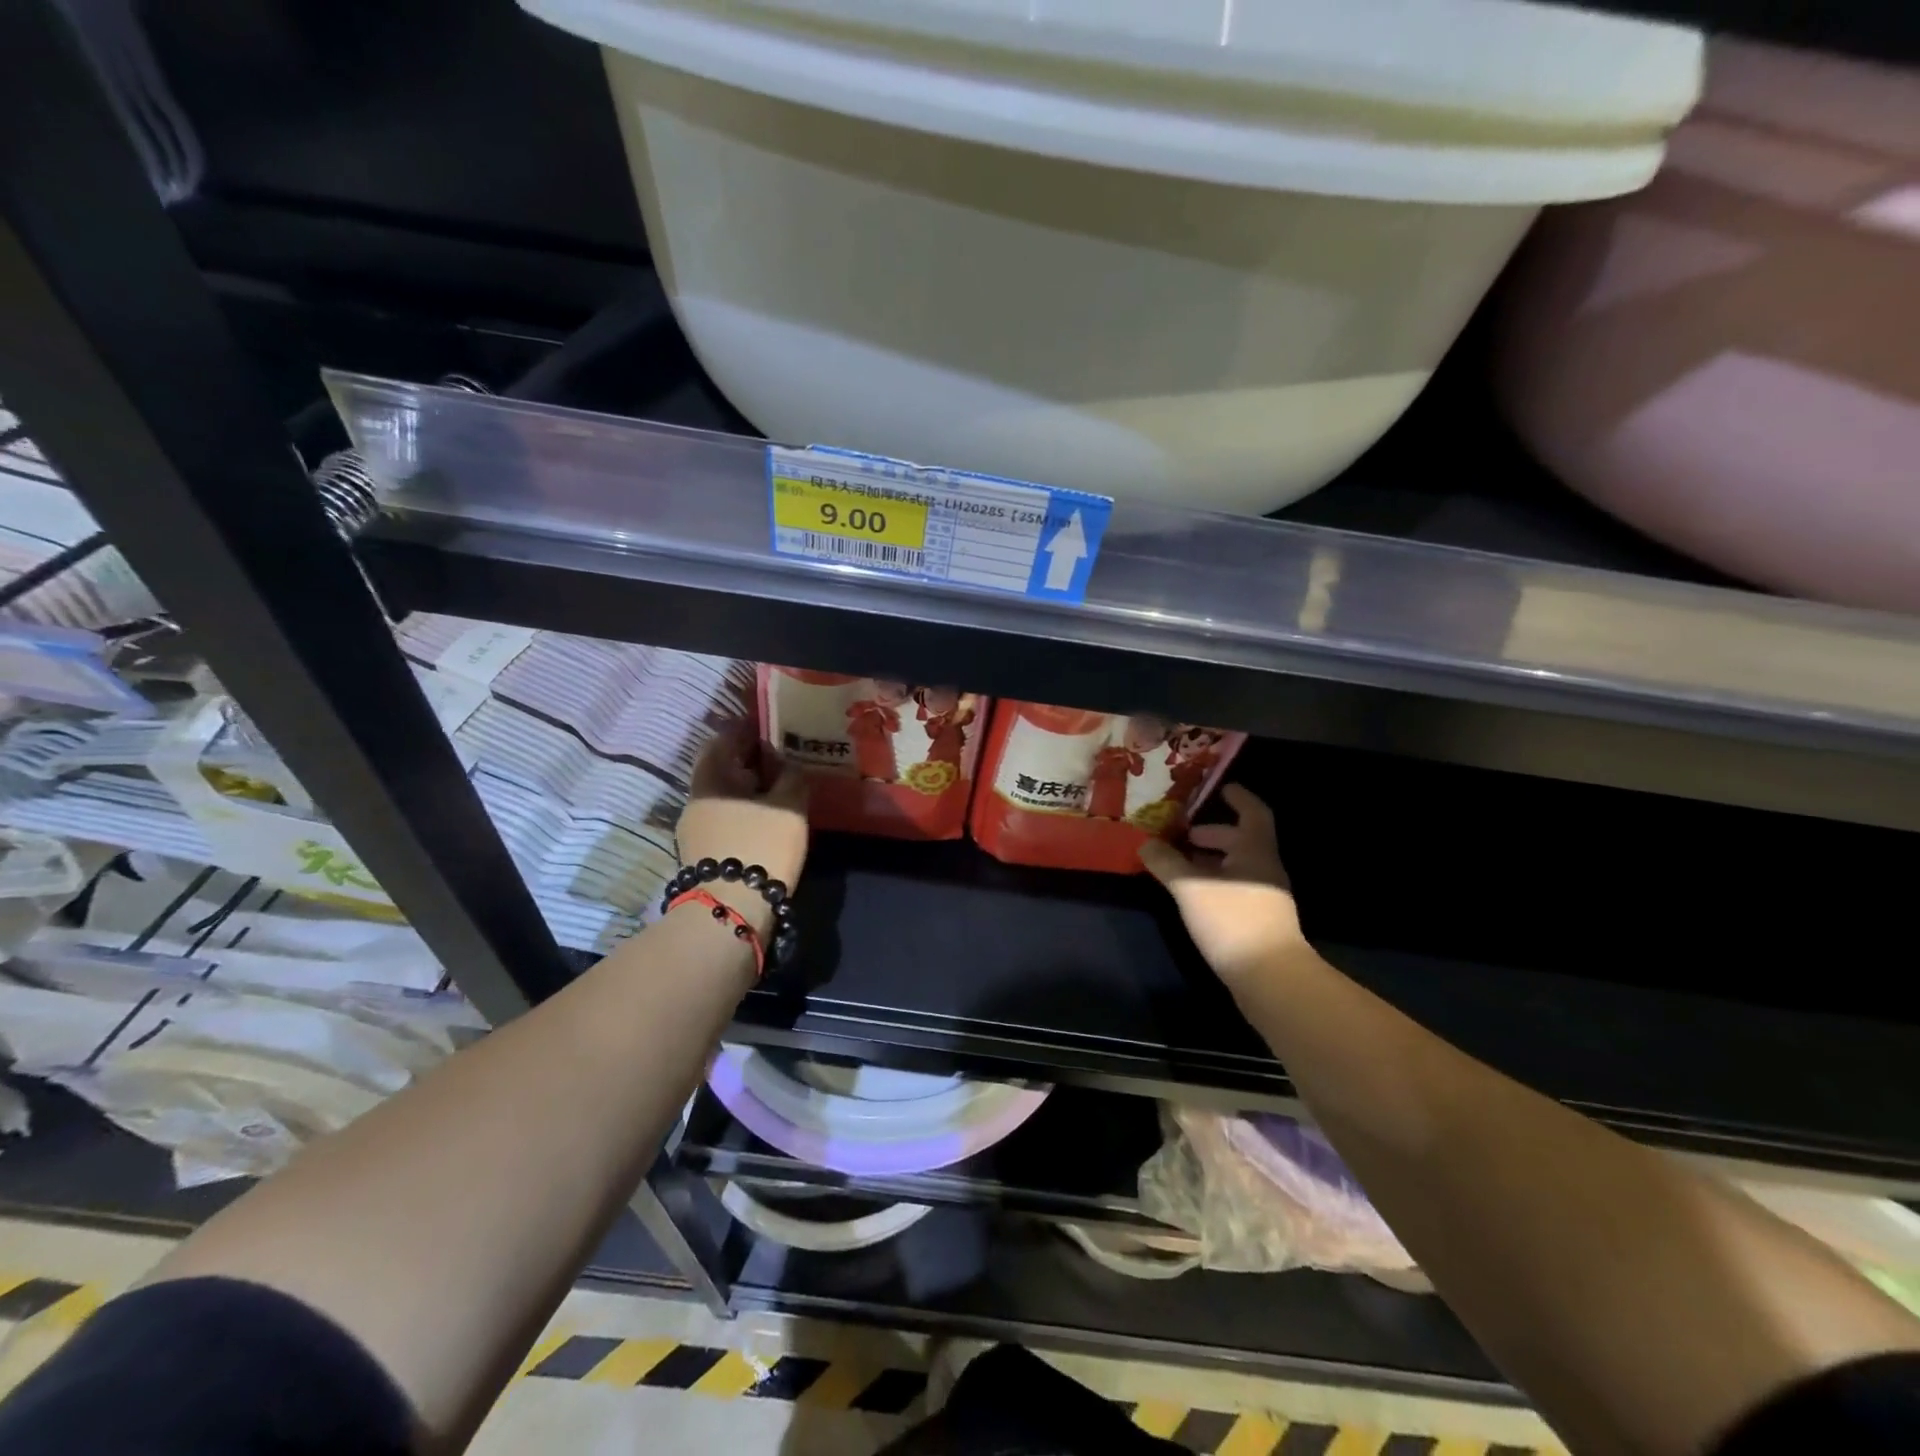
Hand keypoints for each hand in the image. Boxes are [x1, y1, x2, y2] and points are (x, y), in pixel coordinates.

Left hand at [675, 723, 808, 934]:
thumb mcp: (789, 807)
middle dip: (749, 762)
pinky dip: (745, 813)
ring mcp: (694, 832)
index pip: (721, 741)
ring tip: (779, 791)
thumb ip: (792, 777)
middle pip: (721, 770)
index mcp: (710, 780)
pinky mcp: (702, 857)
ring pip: (723, 798)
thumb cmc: (761, 847)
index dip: (745, 731)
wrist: (731, 910)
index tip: (770, 730)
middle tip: (781, 760)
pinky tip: (767, 821)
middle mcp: (696, 801)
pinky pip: (725, 821)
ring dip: (748, 791)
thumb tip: (787, 764)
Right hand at [1140, 785, 1306, 987]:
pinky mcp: (1257, 922)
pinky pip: (1233, 889)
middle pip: (1241, 841)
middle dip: (1212, 834)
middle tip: (1182, 834)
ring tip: (1178, 865)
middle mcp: (1264, 869)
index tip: (1220, 787)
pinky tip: (1191, 896)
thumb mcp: (1190, 887)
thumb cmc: (1232, 919)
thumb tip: (1146, 842)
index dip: (1238, 798)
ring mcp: (1264, 897)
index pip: (1253, 813)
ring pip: (1236, 867)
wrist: (1270, 977)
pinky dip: (1212, 883)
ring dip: (1209, 861)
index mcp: (1255, 851)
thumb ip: (1166, 862)